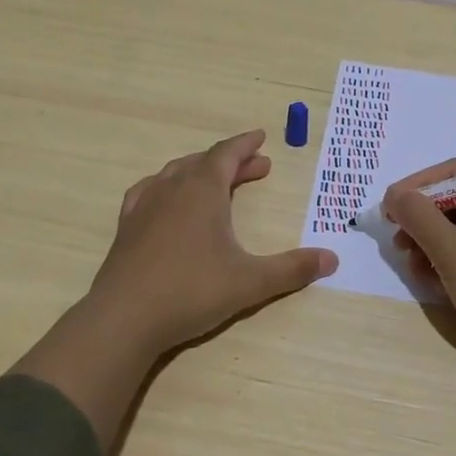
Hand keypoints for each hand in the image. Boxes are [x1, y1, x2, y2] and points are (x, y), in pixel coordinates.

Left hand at [82, 130, 337, 355]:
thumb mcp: (250, 281)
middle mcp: (172, 188)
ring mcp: (144, 206)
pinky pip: (149, 191)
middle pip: (205, 162)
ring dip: (201, 172)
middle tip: (257, 168)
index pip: (227, 153)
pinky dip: (167, 186)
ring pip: (175, 173)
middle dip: (232, 162)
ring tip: (217, 181)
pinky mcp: (126, 227)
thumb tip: (332, 259)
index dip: (246, 144)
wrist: (124, 318)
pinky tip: (167, 200)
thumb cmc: (192, 291)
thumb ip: (292, 269)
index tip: (261, 137)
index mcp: (202, 190)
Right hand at [383, 158, 455, 382]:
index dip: (418, 185)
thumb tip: (395, 195)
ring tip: (414, 269)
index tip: (390, 206)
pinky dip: (451, 264)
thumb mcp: (453, 251)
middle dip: (423, 221)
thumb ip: (419, 217)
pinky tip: (434, 283)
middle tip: (399, 243)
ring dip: (432, 246)